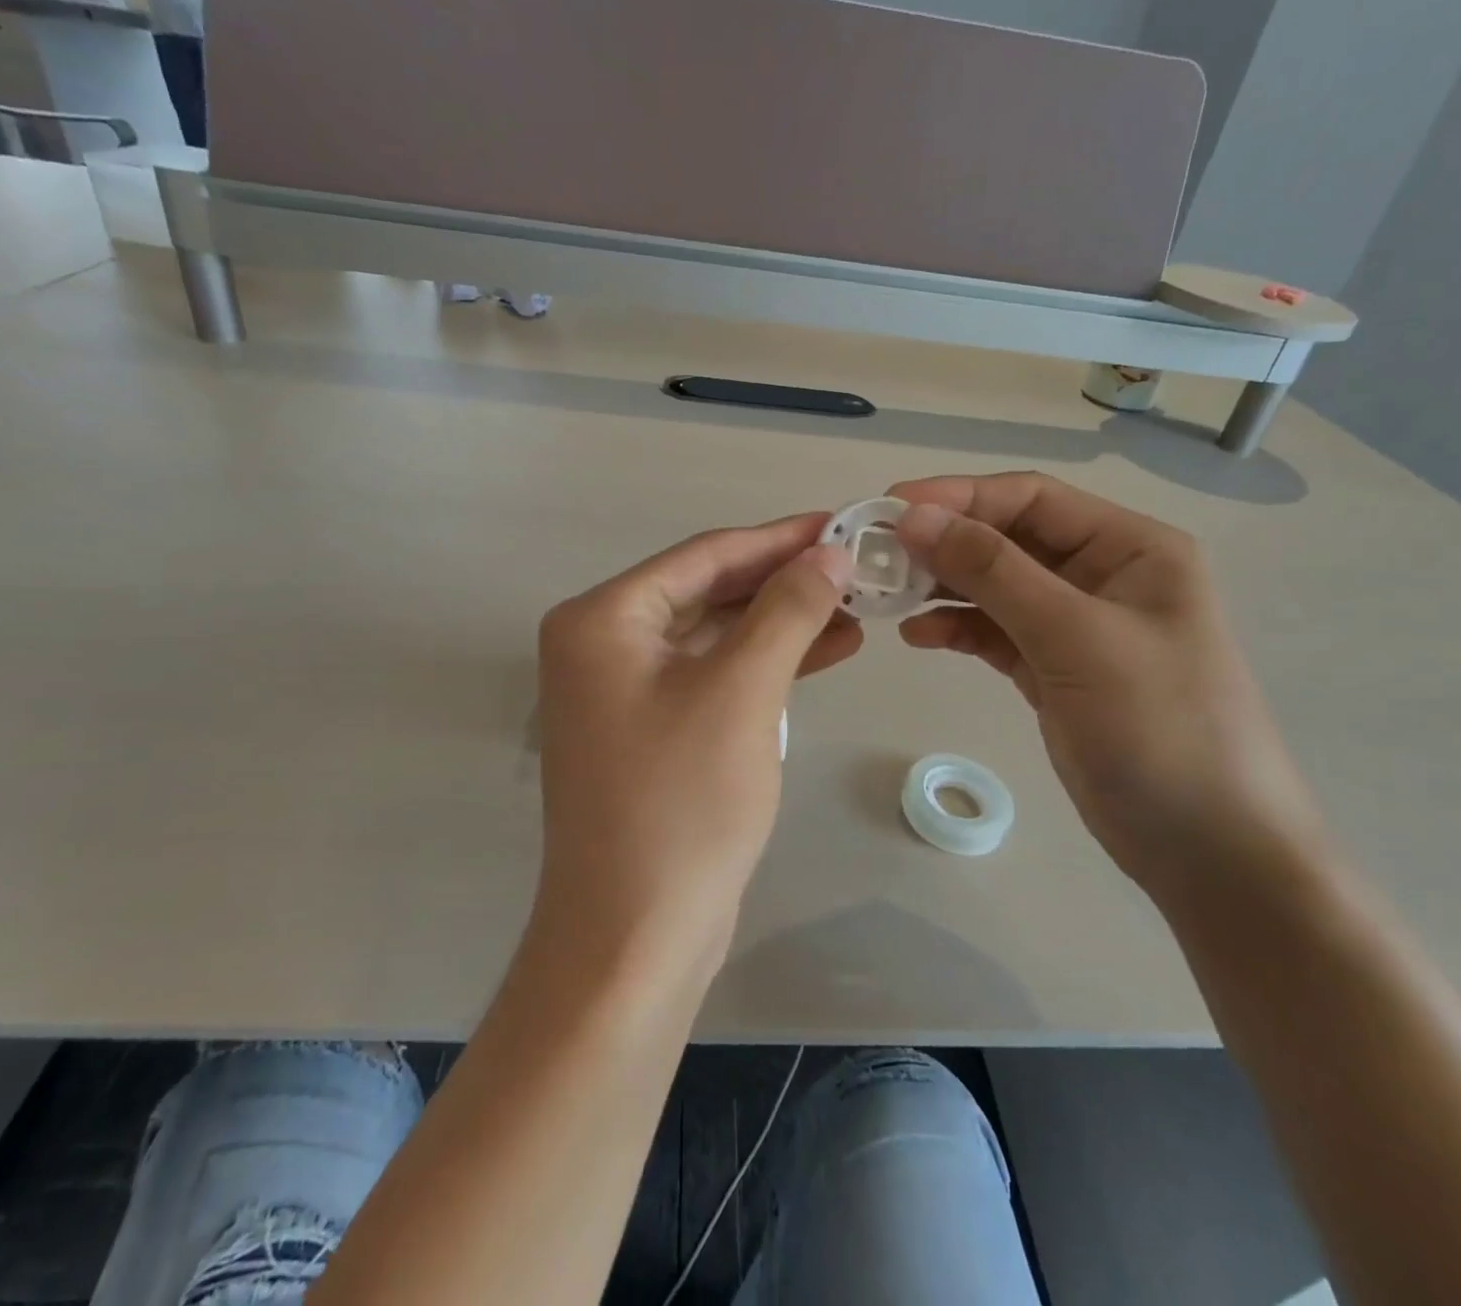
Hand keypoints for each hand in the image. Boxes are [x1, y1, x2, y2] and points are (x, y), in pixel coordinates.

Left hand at [535, 514, 857, 969]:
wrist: (635, 937)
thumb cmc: (682, 803)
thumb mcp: (742, 692)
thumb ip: (787, 610)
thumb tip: (831, 553)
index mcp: (602, 619)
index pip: (704, 556)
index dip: (778, 538)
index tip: (842, 523)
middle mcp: (602, 645)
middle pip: (708, 591)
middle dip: (784, 582)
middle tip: (858, 567)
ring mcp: (624, 691)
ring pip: (716, 635)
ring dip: (783, 623)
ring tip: (857, 609)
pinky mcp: (652, 729)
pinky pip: (715, 676)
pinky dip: (766, 664)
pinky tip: (826, 650)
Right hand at [890, 472, 1318, 893]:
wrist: (1207, 849)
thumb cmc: (1159, 726)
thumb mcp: (1075, 636)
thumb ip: (992, 571)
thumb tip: (913, 518)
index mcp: (1130, 547)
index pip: (1030, 498)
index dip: (958, 497)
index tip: (888, 509)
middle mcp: (1102, 574)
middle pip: (1007, 538)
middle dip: (943, 542)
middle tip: (874, 554)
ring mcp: (1074, 624)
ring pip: (994, 586)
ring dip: (941, 586)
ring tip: (886, 596)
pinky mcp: (1052, 669)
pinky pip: (993, 632)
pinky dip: (955, 628)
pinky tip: (916, 636)